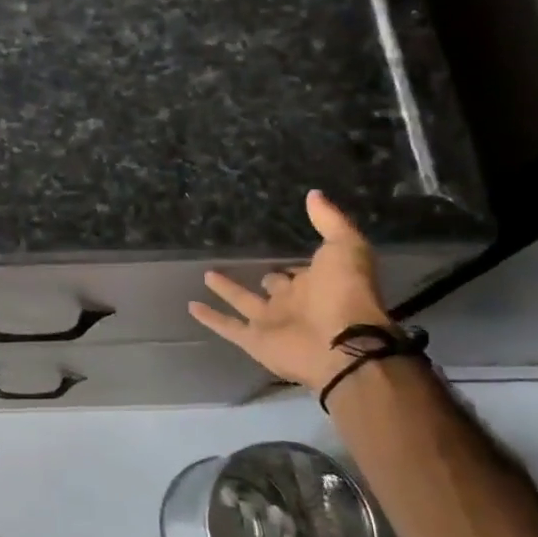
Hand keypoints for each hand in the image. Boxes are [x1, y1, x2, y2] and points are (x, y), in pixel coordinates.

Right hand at [187, 191, 392, 391]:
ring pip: (244, 303)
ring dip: (227, 290)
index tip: (279, 249)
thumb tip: (313, 193)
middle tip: (244, 261)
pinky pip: (228, 327)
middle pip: (273, 287)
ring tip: (207, 274)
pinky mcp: (255, 341)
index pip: (298, 271)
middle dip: (265, 278)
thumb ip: (330, 221)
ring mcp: (272, 323)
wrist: (342, 343)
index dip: (292, 264)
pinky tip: (192, 306)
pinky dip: (211, 318)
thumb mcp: (345, 246)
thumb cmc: (345, 292)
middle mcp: (293, 303)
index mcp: (315, 283)